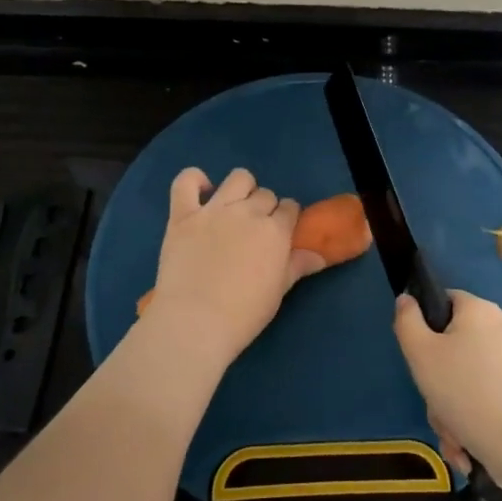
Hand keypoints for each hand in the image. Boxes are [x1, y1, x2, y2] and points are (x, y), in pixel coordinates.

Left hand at [147, 167, 326, 365]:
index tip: (281, 232)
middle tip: (255, 230)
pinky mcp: (182, 215)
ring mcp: (213, 210)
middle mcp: (247, 212)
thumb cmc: (243, 313)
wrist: (195, 322)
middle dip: (265, 207)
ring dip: (242, 188)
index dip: (287, 218)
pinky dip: (193, 179)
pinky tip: (201, 191)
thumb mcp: (278, 292)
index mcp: (275, 230)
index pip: (290, 208)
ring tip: (234, 208)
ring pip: (237, 178)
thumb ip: (297, 267)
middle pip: (265, 194)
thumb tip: (319, 256)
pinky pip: (186, 182)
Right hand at [394, 290, 501, 493]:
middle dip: (436, 381)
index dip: (425, 323)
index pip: (445, 300)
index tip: (418, 354)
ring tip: (452, 433)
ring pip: (465, 379)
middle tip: (434, 401)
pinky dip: (470, 420)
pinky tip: (465, 446)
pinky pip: (483, 398)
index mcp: (480, 310)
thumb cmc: (466, 390)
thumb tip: (407, 299)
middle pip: (452, 346)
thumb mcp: (421, 353)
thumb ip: (407, 321)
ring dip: (449, 409)